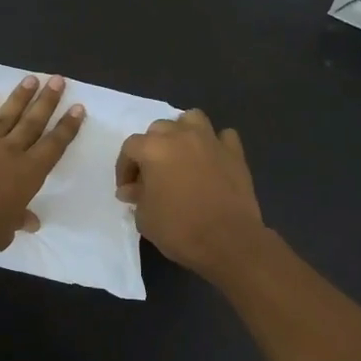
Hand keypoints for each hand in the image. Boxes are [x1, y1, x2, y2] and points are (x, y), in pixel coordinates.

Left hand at [0, 74, 84, 257]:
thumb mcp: (5, 232)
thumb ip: (18, 221)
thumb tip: (30, 222)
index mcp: (27, 174)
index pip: (53, 146)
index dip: (67, 127)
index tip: (77, 107)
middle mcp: (8, 153)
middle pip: (31, 123)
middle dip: (47, 101)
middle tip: (57, 79)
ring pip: (4, 116)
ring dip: (18, 98)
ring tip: (30, 79)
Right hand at [116, 110, 267, 278]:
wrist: (228, 241)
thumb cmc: (179, 229)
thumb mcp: (145, 218)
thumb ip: (136, 197)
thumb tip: (132, 189)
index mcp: (154, 149)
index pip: (130, 147)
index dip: (125, 168)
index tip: (128, 189)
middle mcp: (181, 136)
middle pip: (159, 128)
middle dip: (151, 148)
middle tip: (152, 174)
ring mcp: (211, 141)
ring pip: (192, 119)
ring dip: (182, 132)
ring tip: (181, 155)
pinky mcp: (235, 153)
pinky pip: (223, 136)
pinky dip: (215, 144)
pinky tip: (211, 160)